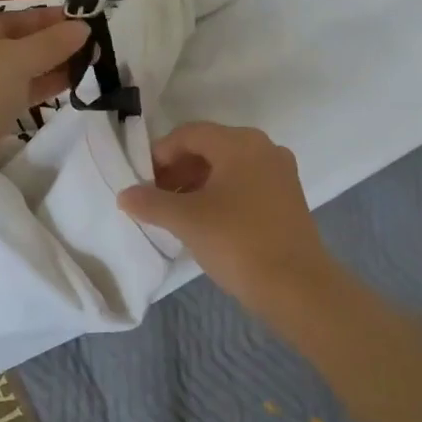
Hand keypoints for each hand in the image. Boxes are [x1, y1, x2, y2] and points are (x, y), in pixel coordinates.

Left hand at [0, 0, 89, 201]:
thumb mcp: (12, 61)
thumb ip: (50, 43)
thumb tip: (81, 29)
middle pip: (0, 25)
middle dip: (41, 25)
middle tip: (80, 29)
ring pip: (11, 60)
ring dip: (47, 55)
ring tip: (85, 55)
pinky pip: (13, 88)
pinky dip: (40, 82)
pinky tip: (72, 80)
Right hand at [118, 123, 335, 308]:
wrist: (297, 287)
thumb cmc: (237, 242)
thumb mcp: (186, 220)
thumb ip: (150, 202)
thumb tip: (124, 194)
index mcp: (240, 143)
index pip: (189, 134)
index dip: (159, 154)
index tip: (141, 181)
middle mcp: (264, 148)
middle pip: (209, 148)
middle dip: (177, 169)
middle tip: (154, 197)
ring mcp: (279, 174)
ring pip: (227, 167)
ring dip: (196, 183)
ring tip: (175, 212)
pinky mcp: (287, 198)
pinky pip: (245, 184)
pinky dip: (219, 194)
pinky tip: (204, 221)